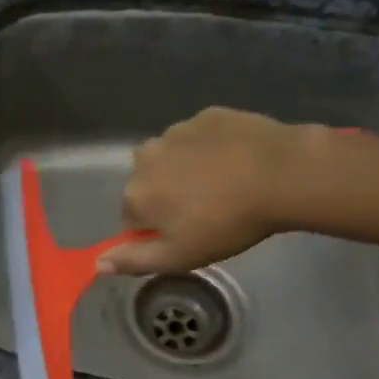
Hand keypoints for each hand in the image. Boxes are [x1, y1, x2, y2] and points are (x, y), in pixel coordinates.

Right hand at [98, 109, 347, 275]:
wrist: (281, 174)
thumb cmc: (227, 223)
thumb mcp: (180, 256)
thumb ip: (135, 260)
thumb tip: (97, 263)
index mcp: (135, 193)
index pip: (132, 218)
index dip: (157, 230)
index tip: (187, 235)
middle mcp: (145, 157)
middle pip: (150, 183)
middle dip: (169, 196)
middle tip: (208, 211)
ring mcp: (176, 131)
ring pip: (173, 157)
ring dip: (188, 170)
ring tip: (225, 185)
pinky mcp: (207, 115)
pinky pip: (200, 137)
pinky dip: (211, 148)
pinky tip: (237, 162)